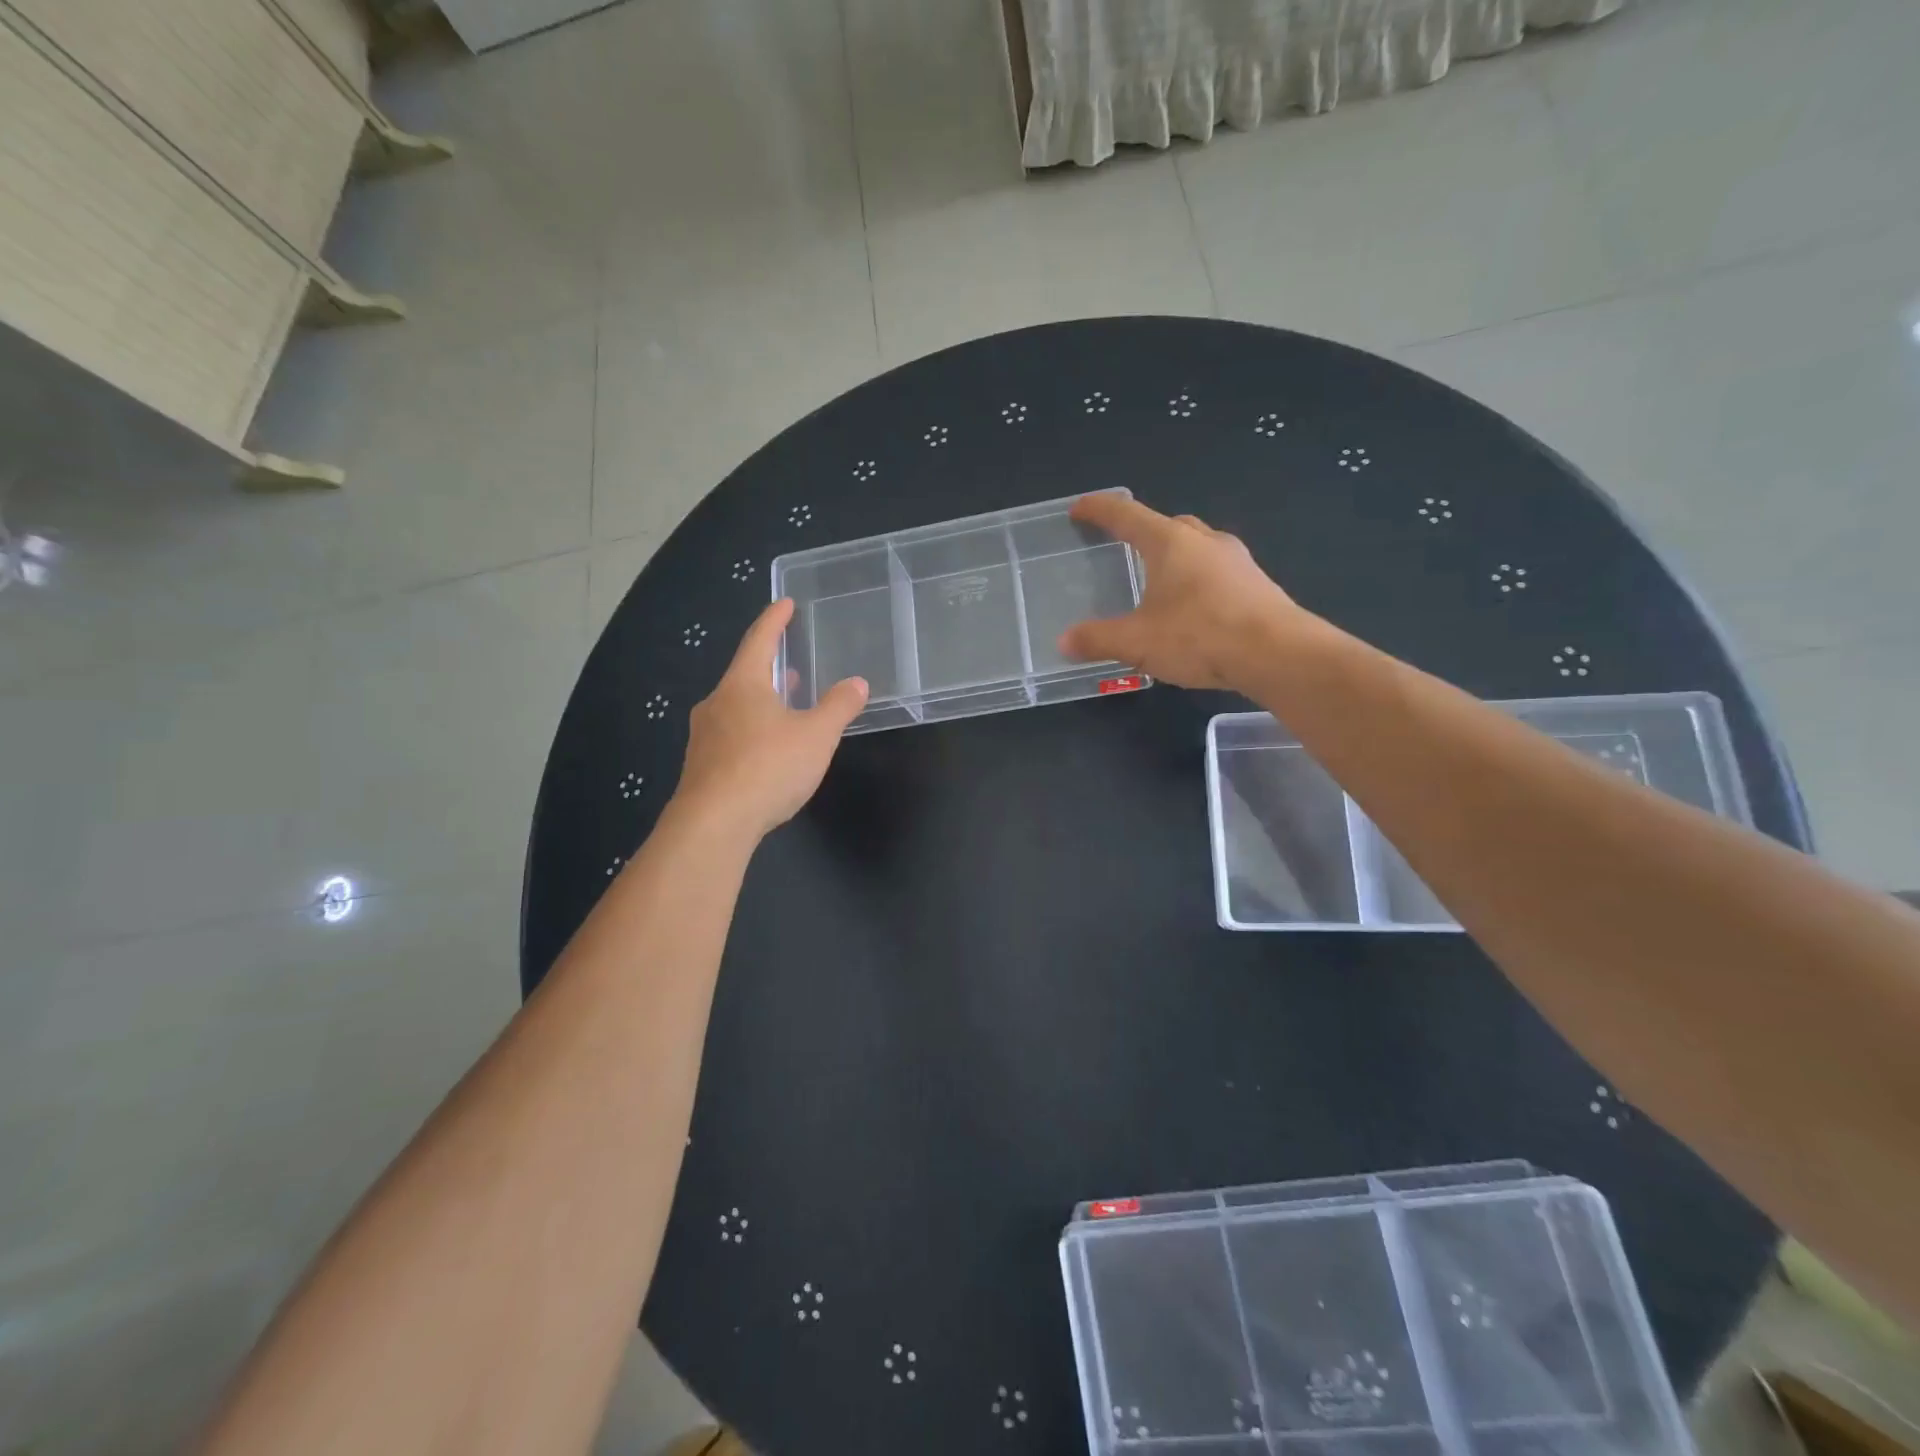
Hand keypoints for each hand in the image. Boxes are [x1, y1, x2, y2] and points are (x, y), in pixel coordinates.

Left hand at [674, 599, 867, 838]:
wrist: (713, 824)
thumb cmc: (768, 767)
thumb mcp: (816, 735)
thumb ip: (838, 707)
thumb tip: (856, 683)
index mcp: (742, 685)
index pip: (759, 641)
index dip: (775, 620)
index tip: (785, 603)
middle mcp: (717, 704)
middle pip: (744, 675)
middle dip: (769, 667)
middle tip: (789, 663)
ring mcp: (704, 737)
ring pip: (736, 708)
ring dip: (761, 701)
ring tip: (784, 705)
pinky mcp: (702, 767)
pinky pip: (731, 736)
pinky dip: (752, 730)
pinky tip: (768, 749)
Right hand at [1058, 494, 1308, 691]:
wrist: (1277, 653)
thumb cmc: (1199, 636)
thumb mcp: (1137, 642)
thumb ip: (1098, 639)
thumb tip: (1064, 642)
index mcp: (1170, 542)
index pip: (1126, 515)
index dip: (1099, 510)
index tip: (1080, 509)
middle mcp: (1204, 541)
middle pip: (1167, 524)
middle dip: (1143, 532)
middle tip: (1125, 548)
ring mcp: (1236, 560)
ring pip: (1197, 546)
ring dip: (1176, 556)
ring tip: (1159, 581)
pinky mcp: (1256, 584)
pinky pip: (1218, 571)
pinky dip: (1198, 579)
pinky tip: (1194, 608)